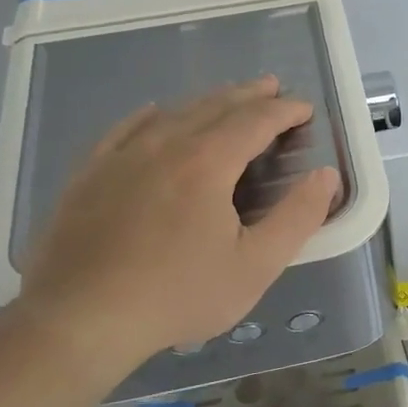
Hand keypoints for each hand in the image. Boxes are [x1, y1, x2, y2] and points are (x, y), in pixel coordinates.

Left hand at [8, 77, 339, 383]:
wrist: (81, 319)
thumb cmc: (178, 295)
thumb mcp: (255, 266)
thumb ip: (297, 217)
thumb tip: (326, 176)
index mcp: (207, 162)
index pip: (255, 121)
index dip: (284, 111)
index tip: (304, 108)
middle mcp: (164, 145)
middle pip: (214, 107)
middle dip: (248, 96)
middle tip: (271, 88)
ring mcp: (121, 156)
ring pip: (172, 113)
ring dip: (206, 102)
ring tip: (226, 99)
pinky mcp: (89, 175)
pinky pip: (125, 129)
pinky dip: (150, 116)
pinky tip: (154, 113)